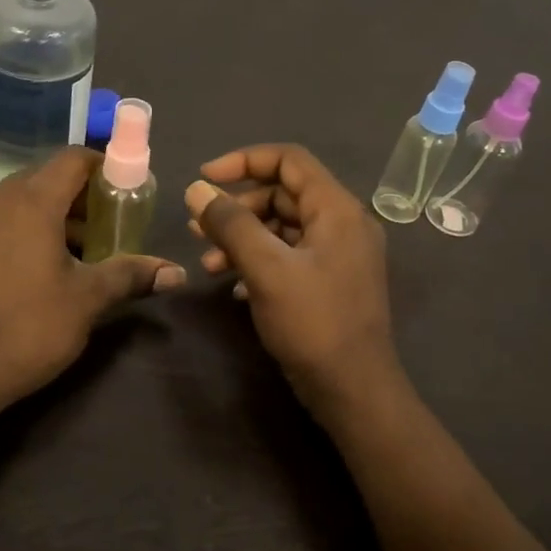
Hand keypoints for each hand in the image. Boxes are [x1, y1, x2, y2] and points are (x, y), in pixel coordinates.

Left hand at [0, 147, 184, 414]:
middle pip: (45, 177)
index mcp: (30, 201)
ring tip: (76, 251)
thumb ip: (130, 276)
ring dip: (50, 213)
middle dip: (80, 196)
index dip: (104, 167)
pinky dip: (21, 228)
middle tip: (107, 226)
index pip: (72, 159)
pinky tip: (34, 267)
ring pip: (18, 199)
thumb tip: (177, 273)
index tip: (125, 192)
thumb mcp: (86, 301)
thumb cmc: (26, 329)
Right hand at [186, 145, 402, 425]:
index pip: (289, 159)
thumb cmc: (313, 323)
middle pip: (282, 194)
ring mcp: (339, 254)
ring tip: (208, 263)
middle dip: (237, 207)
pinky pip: (290, 256)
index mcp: (337, 209)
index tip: (204, 178)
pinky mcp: (330, 282)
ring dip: (243, 238)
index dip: (243, 160)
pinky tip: (233, 286)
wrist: (354, 391)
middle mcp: (343, 223)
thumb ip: (231, 224)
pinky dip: (259, 261)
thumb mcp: (266, 268)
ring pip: (282, 228)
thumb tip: (197, 189)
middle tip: (198, 229)